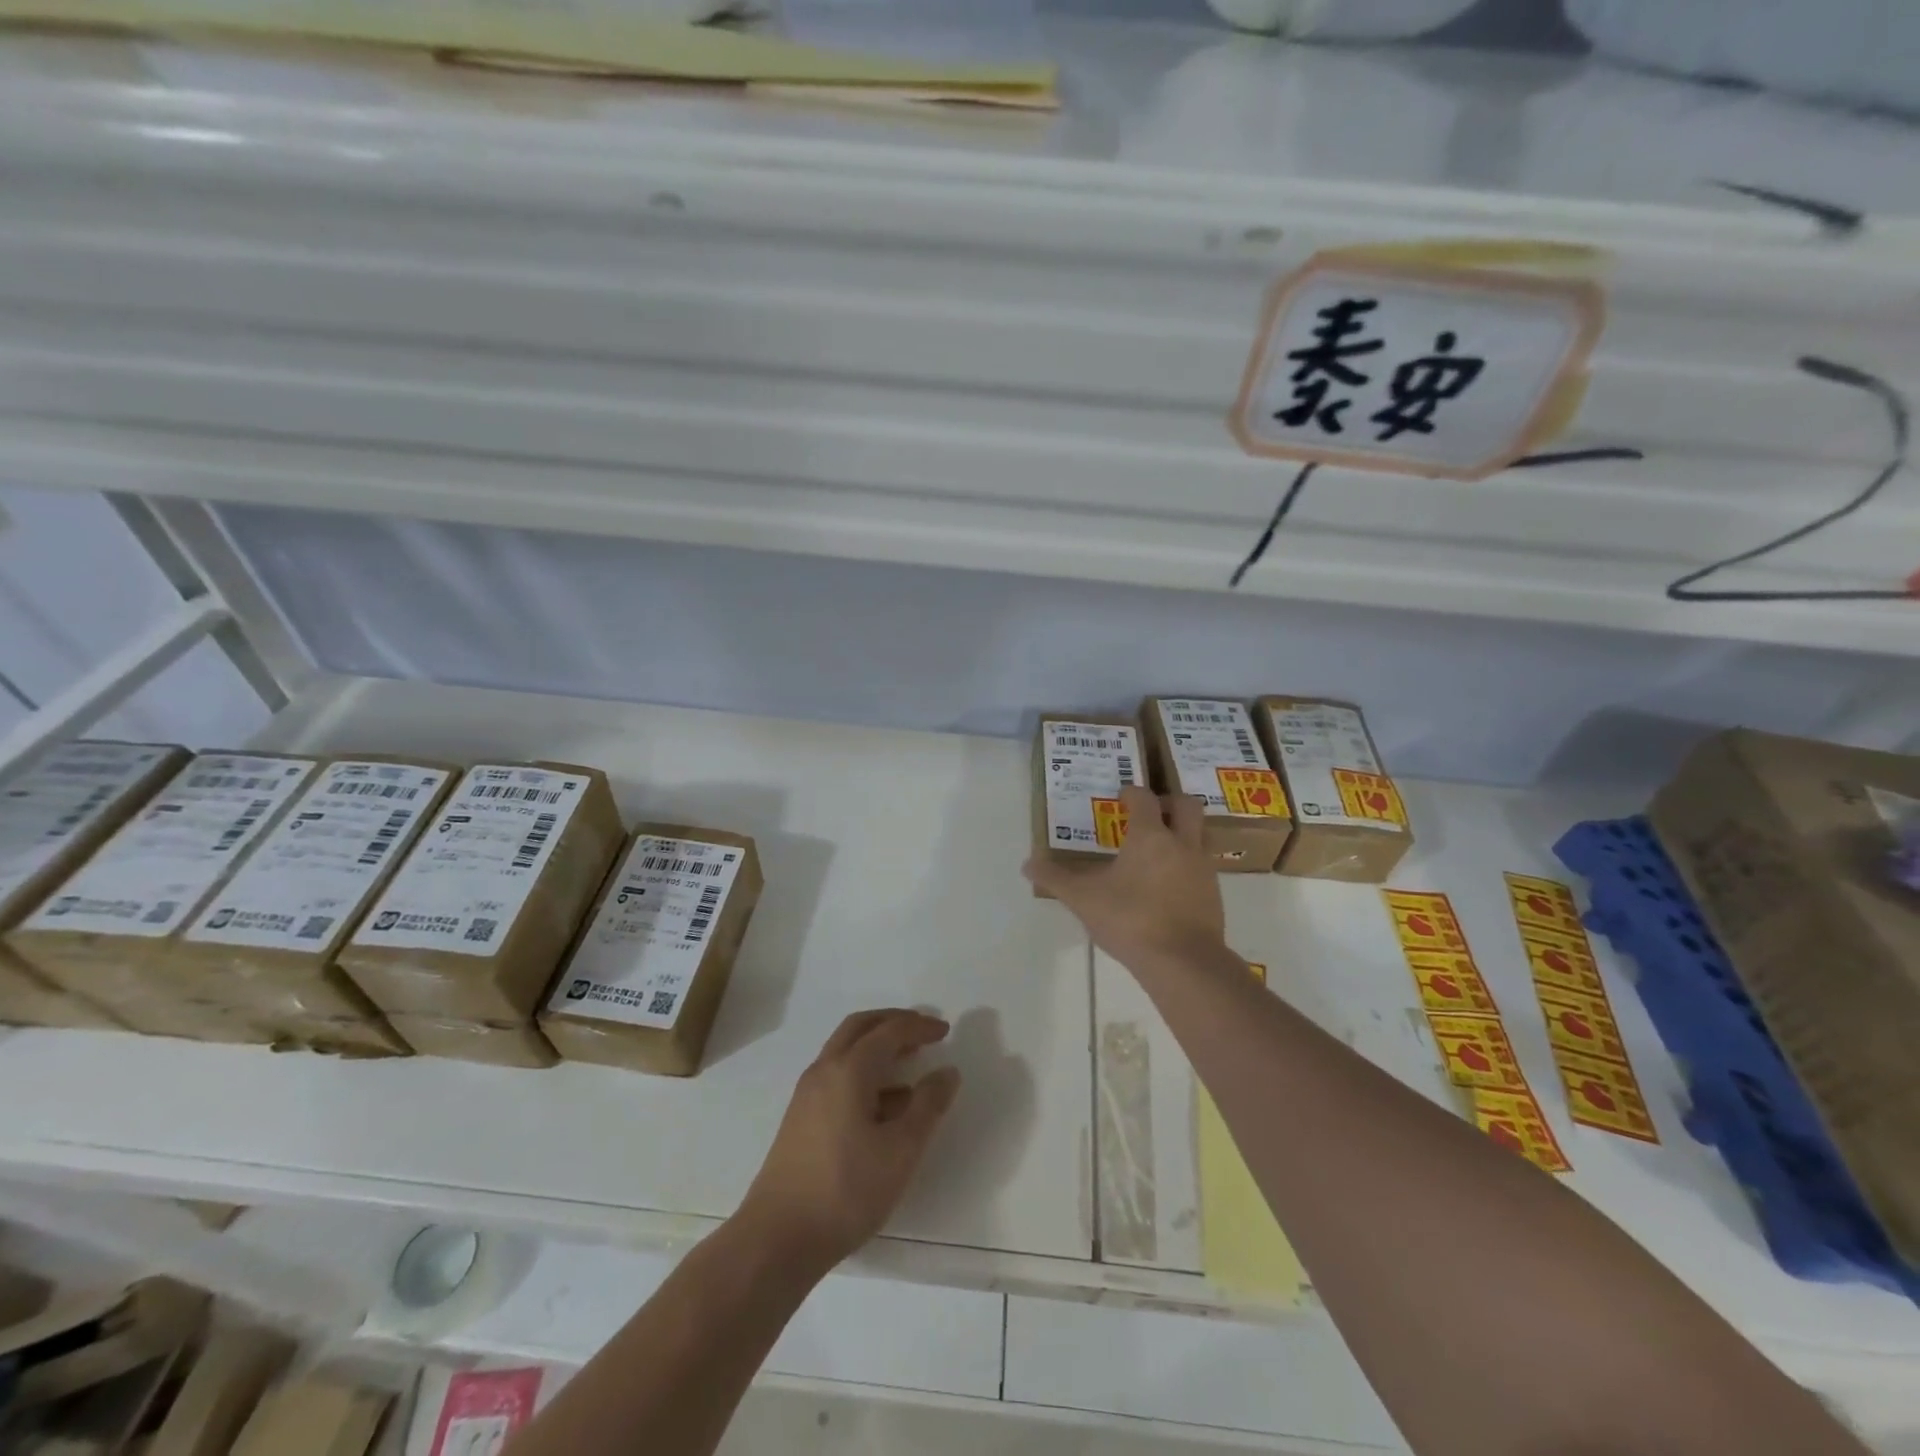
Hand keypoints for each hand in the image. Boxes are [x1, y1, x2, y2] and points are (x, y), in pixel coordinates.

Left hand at [737, 1010, 960, 1272]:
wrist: (777, 1238)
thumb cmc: (846, 1190)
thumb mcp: (901, 1151)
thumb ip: (928, 1107)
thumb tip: (947, 1072)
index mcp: (849, 1069)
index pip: (889, 1031)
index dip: (919, 1026)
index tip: (945, 1031)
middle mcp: (824, 1070)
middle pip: (860, 1027)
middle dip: (893, 1022)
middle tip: (922, 1031)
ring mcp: (808, 1094)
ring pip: (845, 1051)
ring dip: (877, 1046)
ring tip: (909, 1064)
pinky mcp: (801, 1118)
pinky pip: (837, 1076)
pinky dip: (864, 1072)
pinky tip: (884, 1105)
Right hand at [1024, 785, 1227, 971]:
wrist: (1183, 963)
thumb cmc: (1130, 919)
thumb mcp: (1083, 898)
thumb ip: (1055, 878)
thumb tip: (1028, 864)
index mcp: (1150, 836)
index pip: (1145, 799)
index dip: (1132, 793)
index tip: (1121, 796)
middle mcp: (1182, 844)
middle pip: (1187, 806)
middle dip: (1169, 802)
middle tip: (1150, 812)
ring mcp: (1203, 870)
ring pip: (1200, 836)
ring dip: (1183, 833)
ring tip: (1158, 850)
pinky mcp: (1214, 896)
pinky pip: (1202, 868)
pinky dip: (1187, 866)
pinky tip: (1167, 886)